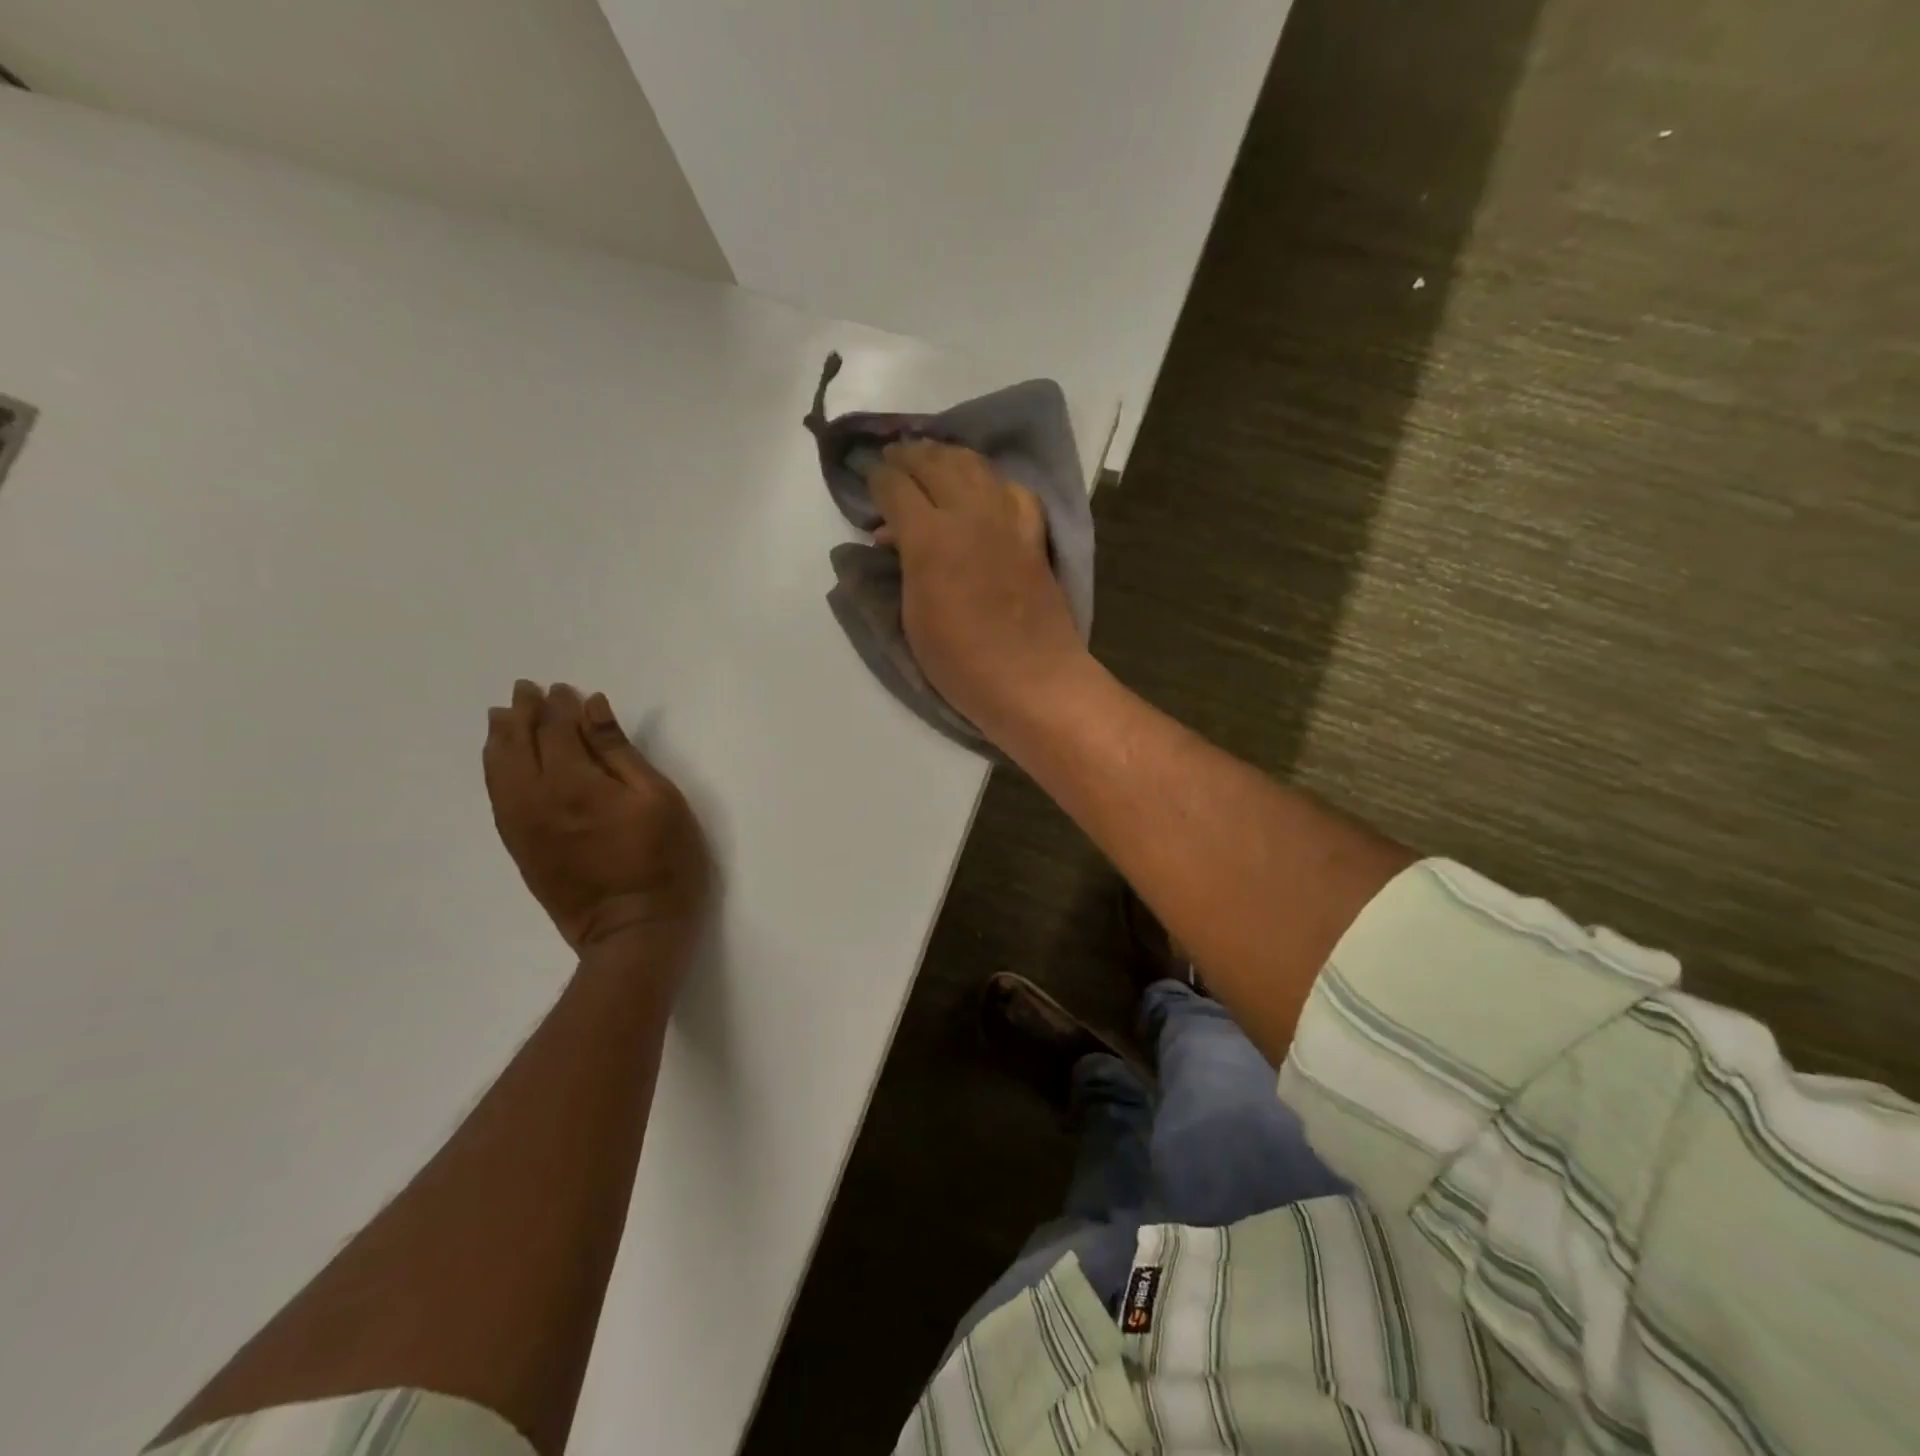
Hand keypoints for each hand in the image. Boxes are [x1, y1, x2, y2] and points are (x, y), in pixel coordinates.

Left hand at [483, 681, 710, 958]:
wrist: (632, 930)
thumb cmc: (662, 860)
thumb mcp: (658, 799)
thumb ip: (620, 751)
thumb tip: (593, 708)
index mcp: (574, 783)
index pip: (556, 730)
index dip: (558, 706)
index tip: (563, 689)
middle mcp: (536, 799)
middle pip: (518, 745)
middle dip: (521, 714)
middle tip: (525, 691)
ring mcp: (522, 826)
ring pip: (499, 771)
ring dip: (500, 739)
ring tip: (501, 718)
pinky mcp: (520, 848)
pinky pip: (496, 798)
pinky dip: (494, 771)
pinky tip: (499, 762)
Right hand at [867, 440, 1090, 740]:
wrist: (1031, 678)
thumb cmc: (960, 662)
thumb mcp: (912, 617)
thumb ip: (903, 567)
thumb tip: (895, 538)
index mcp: (930, 537)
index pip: (896, 487)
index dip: (877, 477)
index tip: (868, 477)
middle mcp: (969, 515)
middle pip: (935, 463)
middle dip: (909, 455)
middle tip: (893, 456)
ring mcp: (1007, 521)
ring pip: (976, 466)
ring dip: (949, 456)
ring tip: (932, 458)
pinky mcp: (1033, 535)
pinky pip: (1012, 490)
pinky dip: (992, 480)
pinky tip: (985, 488)